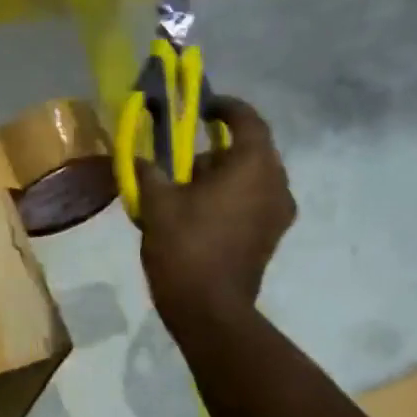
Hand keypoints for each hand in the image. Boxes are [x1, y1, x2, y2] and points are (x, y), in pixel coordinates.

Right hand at [138, 97, 295, 316]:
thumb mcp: (157, 205)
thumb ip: (149, 172)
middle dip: (219, 149)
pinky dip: (232, 198)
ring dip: (225, 176)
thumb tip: (138, 158)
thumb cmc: (185, 248)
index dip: (225, 108)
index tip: (203, 107)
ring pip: (253, 178)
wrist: (209, 309)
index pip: (247, 120)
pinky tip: (202, 214)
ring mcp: (278, 213)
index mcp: (253, 165)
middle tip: (185, 159)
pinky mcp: (271, 237)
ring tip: (189, 189)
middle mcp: (276, 182)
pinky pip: (254, 202)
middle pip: (251, 150)